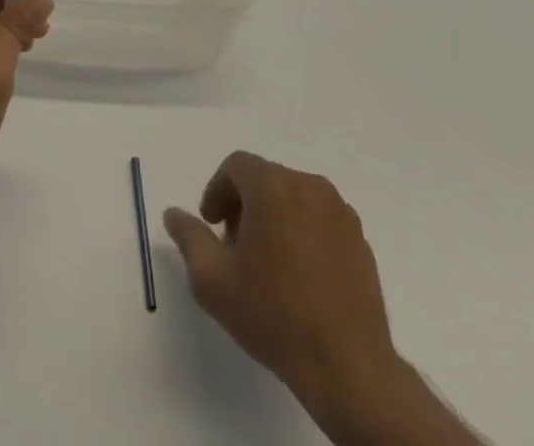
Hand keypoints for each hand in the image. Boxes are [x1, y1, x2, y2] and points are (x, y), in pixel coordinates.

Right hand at [165, 153, 474, 443]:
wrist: (349, 368)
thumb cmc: (275, 316)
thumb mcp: (214, 281)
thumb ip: (189, 238)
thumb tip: (173, 213)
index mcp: (272, 186)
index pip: (236, 165)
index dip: (217, 191)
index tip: (212, 225)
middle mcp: (308, 186)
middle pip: (265, 178)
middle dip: (244, 204)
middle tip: (235, 246)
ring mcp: (340, 212)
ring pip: (294, 197)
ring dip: (275, 216)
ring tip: (268, 263)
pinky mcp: (360, 239)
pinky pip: (321, 219)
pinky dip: (304, 232)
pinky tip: (300, 276)